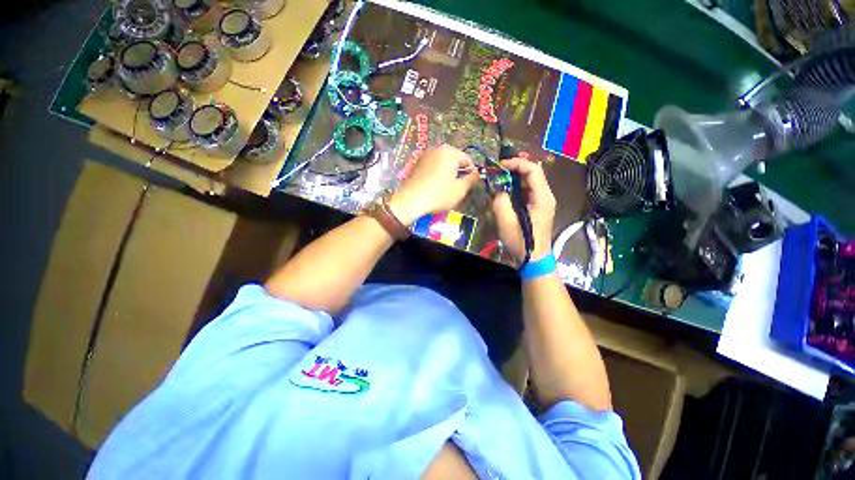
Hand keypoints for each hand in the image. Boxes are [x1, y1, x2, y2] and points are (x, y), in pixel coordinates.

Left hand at [388, 145, 479, 224]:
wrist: (410, 201)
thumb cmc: (438, 195)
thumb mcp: (459, 190)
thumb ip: (471, 179)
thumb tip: (477, 173)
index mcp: (450, 153)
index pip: (467, 159)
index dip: (471, 172)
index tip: (469, 185)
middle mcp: (437, 149)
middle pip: (454, 159)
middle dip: (458, 171)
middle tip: (458, 187)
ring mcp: (424, 155)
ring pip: (442, 162)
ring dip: (447, 172)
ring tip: (446, 187)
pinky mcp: (416, 163)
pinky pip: (432, 165)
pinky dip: (436, 173)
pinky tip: (434, 186)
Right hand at [492, 157, 556, 262]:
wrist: (534, 259)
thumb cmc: (522, 242)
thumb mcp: (506, 222)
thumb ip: (500, 202)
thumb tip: (498, 189)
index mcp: (542, 198)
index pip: (533, 170)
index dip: (517, 163)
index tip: (500, 165)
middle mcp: (546, 196)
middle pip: (533, 173)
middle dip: (515, 168)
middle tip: (497, 170)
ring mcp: (543, 202)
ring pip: (530, 181)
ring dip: (515, 177)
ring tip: (499, 178)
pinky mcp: (537, 207)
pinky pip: (527, 191)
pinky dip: (516, 187)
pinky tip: (505, 191)